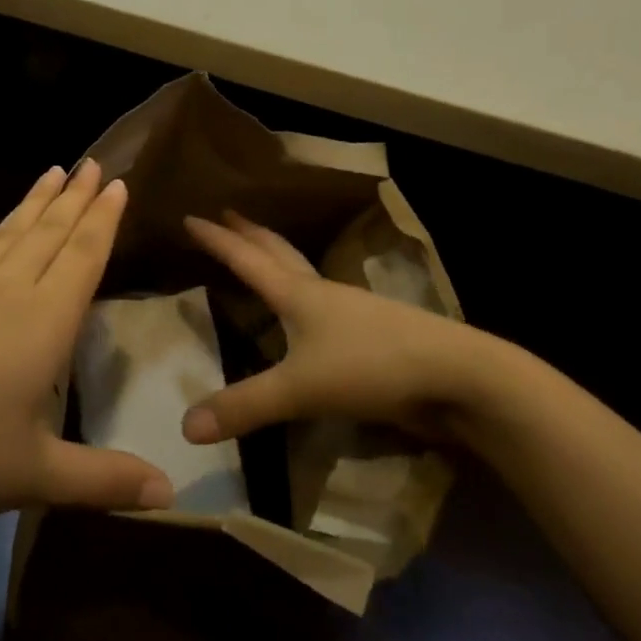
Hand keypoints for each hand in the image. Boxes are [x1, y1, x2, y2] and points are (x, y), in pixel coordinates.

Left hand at [0, 162, 174, 546]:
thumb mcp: (33, 475)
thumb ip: (104, 479)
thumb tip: (170, 493)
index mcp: (41, 322)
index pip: (82, 256)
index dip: (103, 219)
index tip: (118, 181)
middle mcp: (4, 294)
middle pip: (48, 233)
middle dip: (74, 197)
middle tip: (93, 162)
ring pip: (8, 236)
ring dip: (34, 204)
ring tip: (51, 173)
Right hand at [180, 212, 508, 445]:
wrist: (455, 374)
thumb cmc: (372, 366)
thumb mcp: (301, 389)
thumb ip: (245, 407)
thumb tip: (185, 427)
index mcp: (298, 294)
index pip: (246, 259)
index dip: (217, 239)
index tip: (191, 216)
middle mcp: (322, 292)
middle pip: (278, 252)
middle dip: (250, 233)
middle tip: (228, 213)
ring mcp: (351, 310)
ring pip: (303, 273)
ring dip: (278, 258)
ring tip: (261, 254)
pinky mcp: (371, 333)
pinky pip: (323, 303)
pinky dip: (303, 292)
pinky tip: (308, 311)